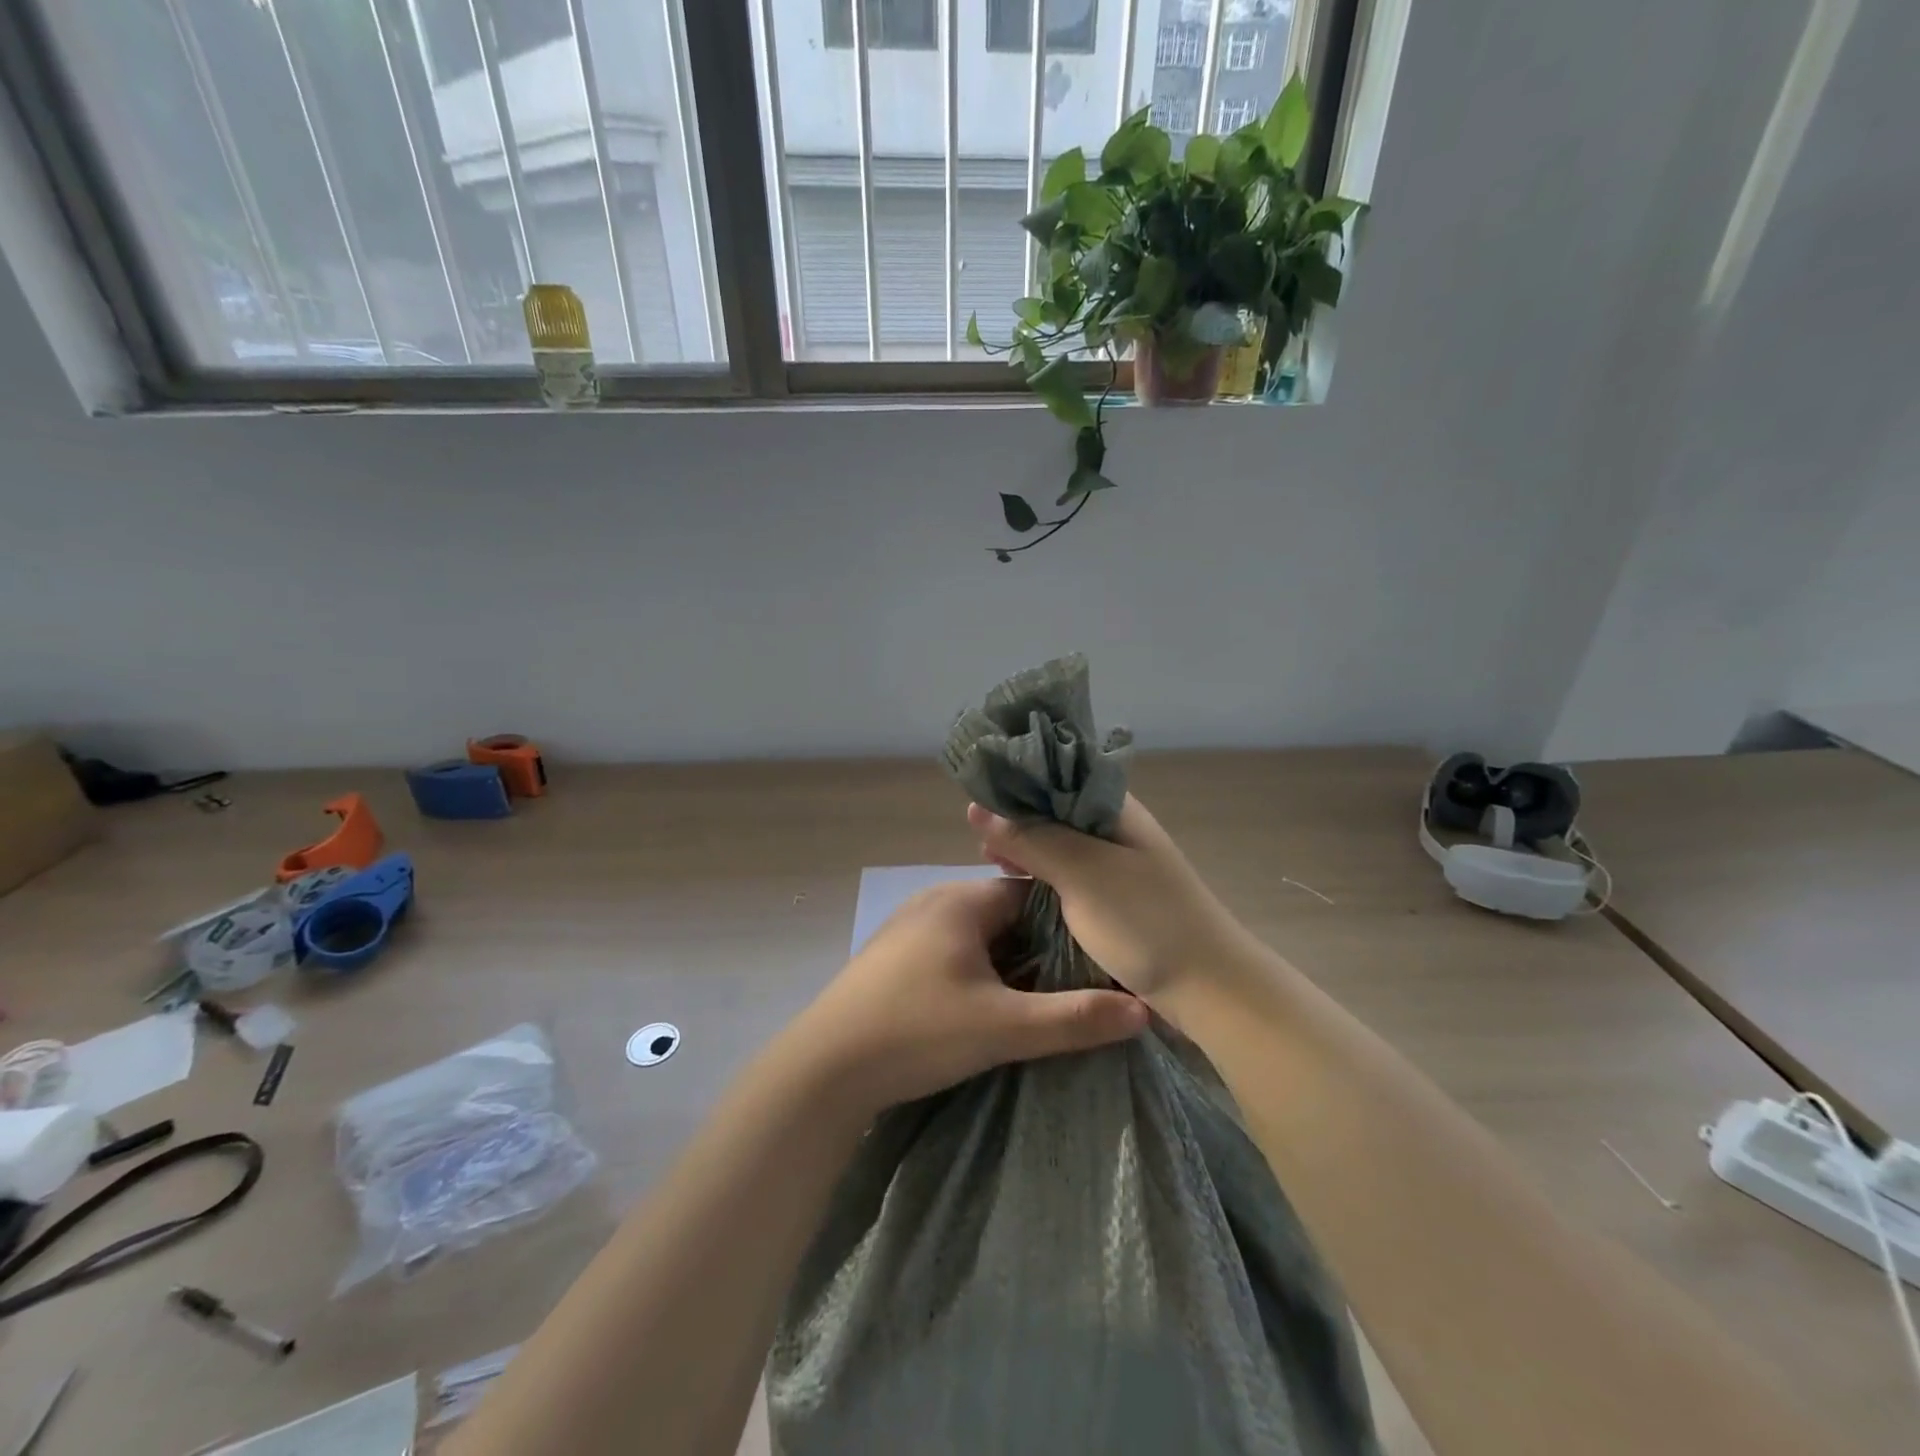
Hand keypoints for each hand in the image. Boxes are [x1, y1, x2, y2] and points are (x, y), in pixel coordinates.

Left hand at [795, 878, 1149, 1114]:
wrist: (823, 1068)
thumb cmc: (917, 1032)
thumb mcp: (1003, 1028)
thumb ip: (1074, 1018)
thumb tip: (1143, 1009)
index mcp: (962, 899)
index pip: (1033, 892)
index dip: (1068, 923)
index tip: (1097, 957)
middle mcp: (934, 900)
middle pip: (1005, 914)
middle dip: (1039, 947)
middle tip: (1072, 987)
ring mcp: (908, 926)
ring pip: (977, 934)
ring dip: (1005, 962)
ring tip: (1035, 1001)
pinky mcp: (892, 955)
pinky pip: (950, 950)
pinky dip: (974, 970)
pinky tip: (982, 1006)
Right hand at [967, 795, 1253, 1006]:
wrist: (1210, 990)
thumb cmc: (1146, 922)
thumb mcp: (1082, 873)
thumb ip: (1031, 839)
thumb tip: (976, 808)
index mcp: (1115, 808)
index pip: (1058, 776)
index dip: (1018, 785)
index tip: (978, 803)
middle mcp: (1116, 828)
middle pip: (1056, 811)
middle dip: (1017, 821)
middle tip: (979, 842)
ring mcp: (1117, 865)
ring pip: (1061, 845)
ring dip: (1028, 850)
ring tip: (992, 863)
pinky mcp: (1115, 898)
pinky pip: (1069, 875)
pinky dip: (1043, 876)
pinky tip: (1021, 886)